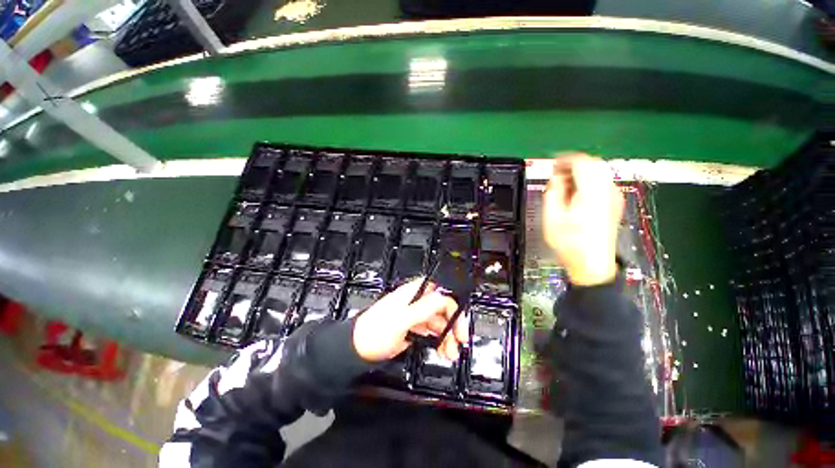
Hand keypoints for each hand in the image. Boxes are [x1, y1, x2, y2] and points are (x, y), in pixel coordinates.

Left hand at [353, 279, 468, 362]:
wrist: (357, 349)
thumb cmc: (375, 332)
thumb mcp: (401, 320)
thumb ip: (423, 308)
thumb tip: (443, 297)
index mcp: (413, 293)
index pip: (440, 292)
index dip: (452, 306)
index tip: (459, 324)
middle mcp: (416, 301)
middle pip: (442, 308)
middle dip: (452, 324)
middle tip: (459, 341)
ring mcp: (414, 315)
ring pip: (438, 321)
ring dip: (447, 336)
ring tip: (450, 353)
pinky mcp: (413, 327)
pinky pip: (431, 331)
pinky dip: (438, 341)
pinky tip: (442, 351)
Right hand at [543, 154, 623, 285]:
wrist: (592, 264)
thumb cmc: (569, 243)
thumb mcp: (551, 218)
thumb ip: (553, 193)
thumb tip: (556, 177)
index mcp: (590, 193)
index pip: (582, 162)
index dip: (566, 159)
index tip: (553, 164)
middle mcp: (607, 191)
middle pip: (594, 162)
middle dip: (574, 163)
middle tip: (557, 173)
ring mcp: (614, 197)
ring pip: (600, 171)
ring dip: (582, 171)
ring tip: (565, 183)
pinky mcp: (614, 203)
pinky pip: (603, 181)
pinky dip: (589, 180)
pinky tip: (577, 192)